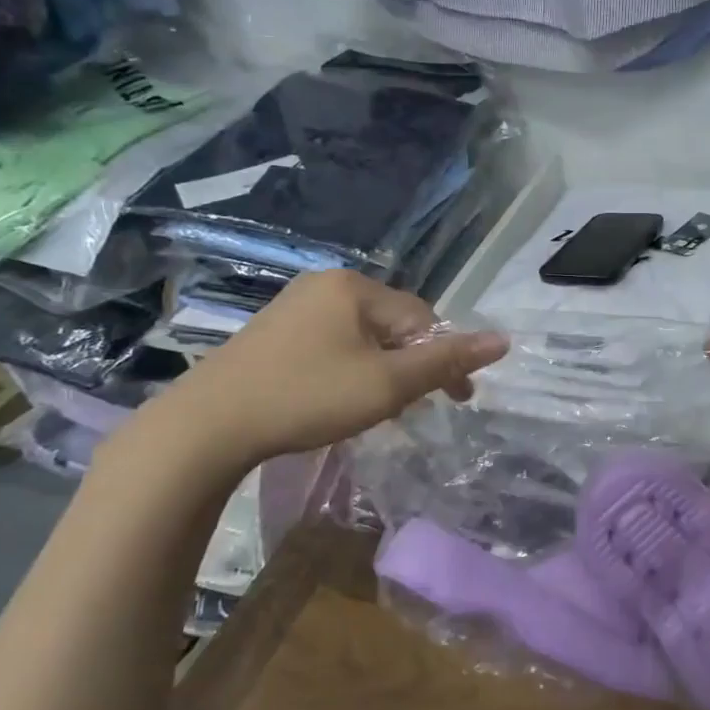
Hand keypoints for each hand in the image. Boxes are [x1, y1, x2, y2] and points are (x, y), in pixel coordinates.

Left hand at [131, 271, 506, 476]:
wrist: (207, 425)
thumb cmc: (307, 397)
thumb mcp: (388, 384)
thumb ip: (447, 362)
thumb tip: (503, 340)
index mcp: (354, 287)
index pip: (423, 318)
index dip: (444, 360)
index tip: (456, 401)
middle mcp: (325, 284)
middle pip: (393, 324)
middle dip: (410, 365)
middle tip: (411, 408)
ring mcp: (293, 306)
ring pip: (362, 336)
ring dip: (382, 370)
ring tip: (378, 408)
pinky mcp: (271, 331)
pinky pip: (331, 343)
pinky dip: (349, 369)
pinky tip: (337, 397)